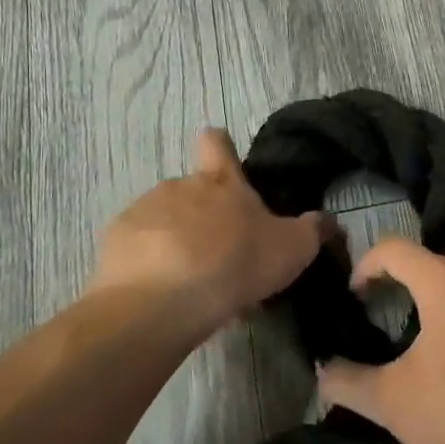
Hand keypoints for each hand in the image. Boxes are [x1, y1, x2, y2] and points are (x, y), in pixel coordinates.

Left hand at [90, 130, 325, 332]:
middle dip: (203, 215)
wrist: (162, 301)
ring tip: (190, 280)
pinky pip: (137, 246)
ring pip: (163, 220)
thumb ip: (314, 231)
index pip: (216, 142)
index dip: (220, 147)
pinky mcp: (116, 241)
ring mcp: (143, 211)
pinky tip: (161, 291)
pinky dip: (149, 262)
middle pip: (191, 190)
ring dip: (176, 240)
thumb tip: (328, 220)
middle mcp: (179, 186)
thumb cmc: (235, 264)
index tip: (222, 163)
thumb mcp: (292, 250)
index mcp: (220, 182)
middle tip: (220, 254)